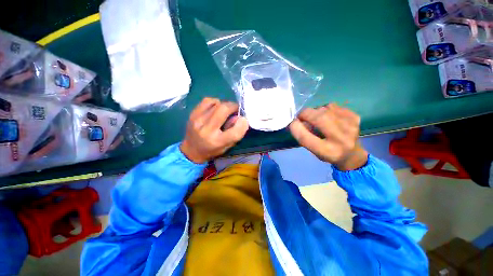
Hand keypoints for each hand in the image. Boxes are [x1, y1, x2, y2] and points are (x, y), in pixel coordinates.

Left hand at [180, 98, 248, 162]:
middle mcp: (206, 130)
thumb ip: (235, 134)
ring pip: (217, 103)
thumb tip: (240, 117)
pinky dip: (215, 102)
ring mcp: (197, 120)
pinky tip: (216, 108)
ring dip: (225, 105)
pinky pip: (207, 100)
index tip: (244, 119)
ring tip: (225, 111)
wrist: (191, 150)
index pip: (235, 131)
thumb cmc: (212, 150)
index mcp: (217, 142)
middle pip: (224, 109)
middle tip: (236, 110)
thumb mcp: (227, 147)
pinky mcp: (193, 113)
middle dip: (234, 107)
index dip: (243, 123)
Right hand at [289, 103, 367, 170]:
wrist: (351, 154)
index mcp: (328, 152)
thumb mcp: (313, 150)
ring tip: (316, 118)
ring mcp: (351, 126)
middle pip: (319, 118)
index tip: (292, 122)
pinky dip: (326, 109)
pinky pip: (333, 106)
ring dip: (316, 111)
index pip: (305, 137)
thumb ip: (304, 136)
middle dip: (306, 114)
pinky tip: (328, 117)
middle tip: (301, 116)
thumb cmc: (327, 153)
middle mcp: (341, 139)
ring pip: (325, 109)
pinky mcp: (355, 117)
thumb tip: (297, 120)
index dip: (295, 127)